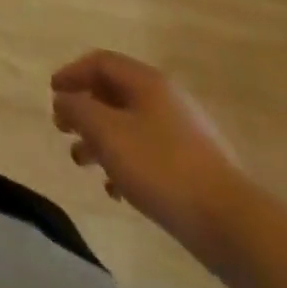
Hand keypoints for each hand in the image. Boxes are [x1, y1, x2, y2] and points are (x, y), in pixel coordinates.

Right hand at [50, 50, 248, 257]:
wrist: (234, 225)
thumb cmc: (161, 168)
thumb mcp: (106, 133)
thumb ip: (78, 109)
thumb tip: (65, 99)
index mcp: (147, 82)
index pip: (100, 62)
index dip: (72, 73)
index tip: (52, 93)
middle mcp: (167, 100)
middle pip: (114, 93)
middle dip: (84, 109)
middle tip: (63, 128)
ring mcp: (185, 134)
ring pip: (130, 125)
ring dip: (101, 139)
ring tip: (82, 162)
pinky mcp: (196, 168)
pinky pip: (150, 153)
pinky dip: (126, 162)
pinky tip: (116, 190)